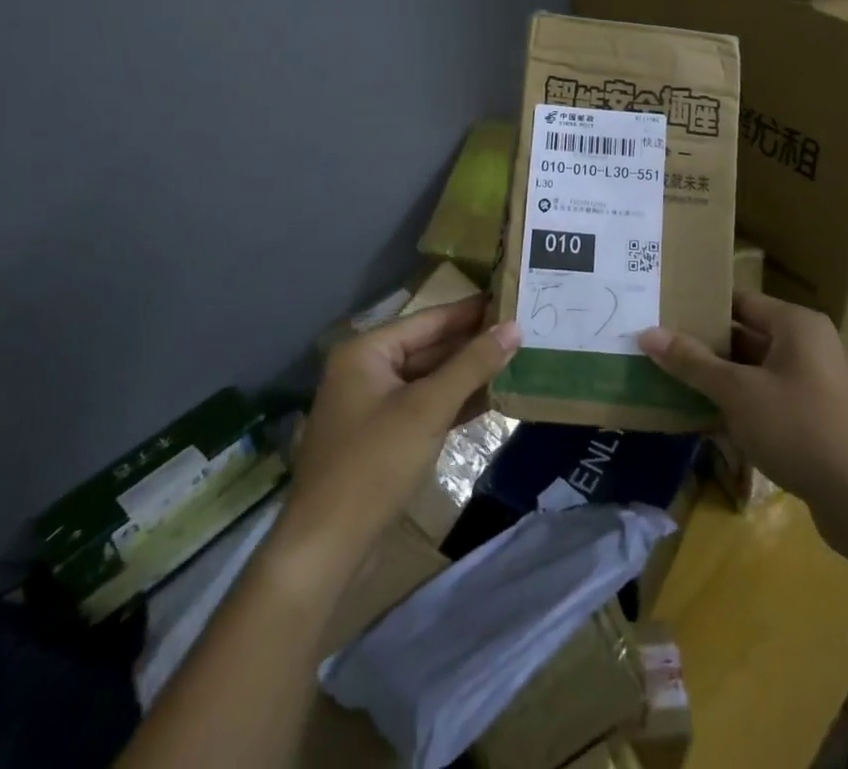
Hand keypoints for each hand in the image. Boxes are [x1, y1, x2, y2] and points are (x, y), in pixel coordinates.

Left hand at [282, 296, 520, 562]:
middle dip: (473, 343)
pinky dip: (455, 402)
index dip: (471, 310)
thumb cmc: (375, 464)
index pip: (429, 320)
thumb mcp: (428, 408)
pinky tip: (492, 398)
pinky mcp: (383, 439)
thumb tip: (514, 327)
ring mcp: (373, 407)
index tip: (511, 298)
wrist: (326, 549)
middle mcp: (366, 371)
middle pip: (429, 347)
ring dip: (468, 374)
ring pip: (430, 379)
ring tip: (516, 360)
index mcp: (366, 352)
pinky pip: (425, 407)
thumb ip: (472, 365)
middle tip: (521, 331)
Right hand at [640, 292, 847, 513]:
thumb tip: (648, 332)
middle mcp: (807, 345)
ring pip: (755, 372)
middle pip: (746, 336)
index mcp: (795, 324)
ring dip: (719, 381)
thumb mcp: (738, 392)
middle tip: (658, 351)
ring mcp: (814, 384)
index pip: (739, 302)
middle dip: (704, 348)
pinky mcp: (815, 419)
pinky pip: (769, 400)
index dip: (700, 308)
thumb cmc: (800, 428)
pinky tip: (706, 421)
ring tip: (671, 384)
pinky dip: (741, 406)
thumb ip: (693, 362)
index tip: (662, 315)